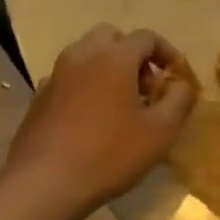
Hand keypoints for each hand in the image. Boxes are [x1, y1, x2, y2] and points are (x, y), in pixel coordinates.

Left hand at [6, 24, 196, 216]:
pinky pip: (69, 79)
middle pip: (111, 38)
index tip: (177, 76)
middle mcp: (81, 55)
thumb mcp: (160, 131)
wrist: (44, 183)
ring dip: (107, 69)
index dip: (167, 52)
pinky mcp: (39, 97)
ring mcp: (55, 74)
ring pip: (86, 55)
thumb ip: (179, 100)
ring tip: (121, 105)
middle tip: (146, 88)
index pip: (146, 37)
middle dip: (133, 55)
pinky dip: (85, 86)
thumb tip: (181, 83)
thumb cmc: (109, 154)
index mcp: (113, 56)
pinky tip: (91, 119)